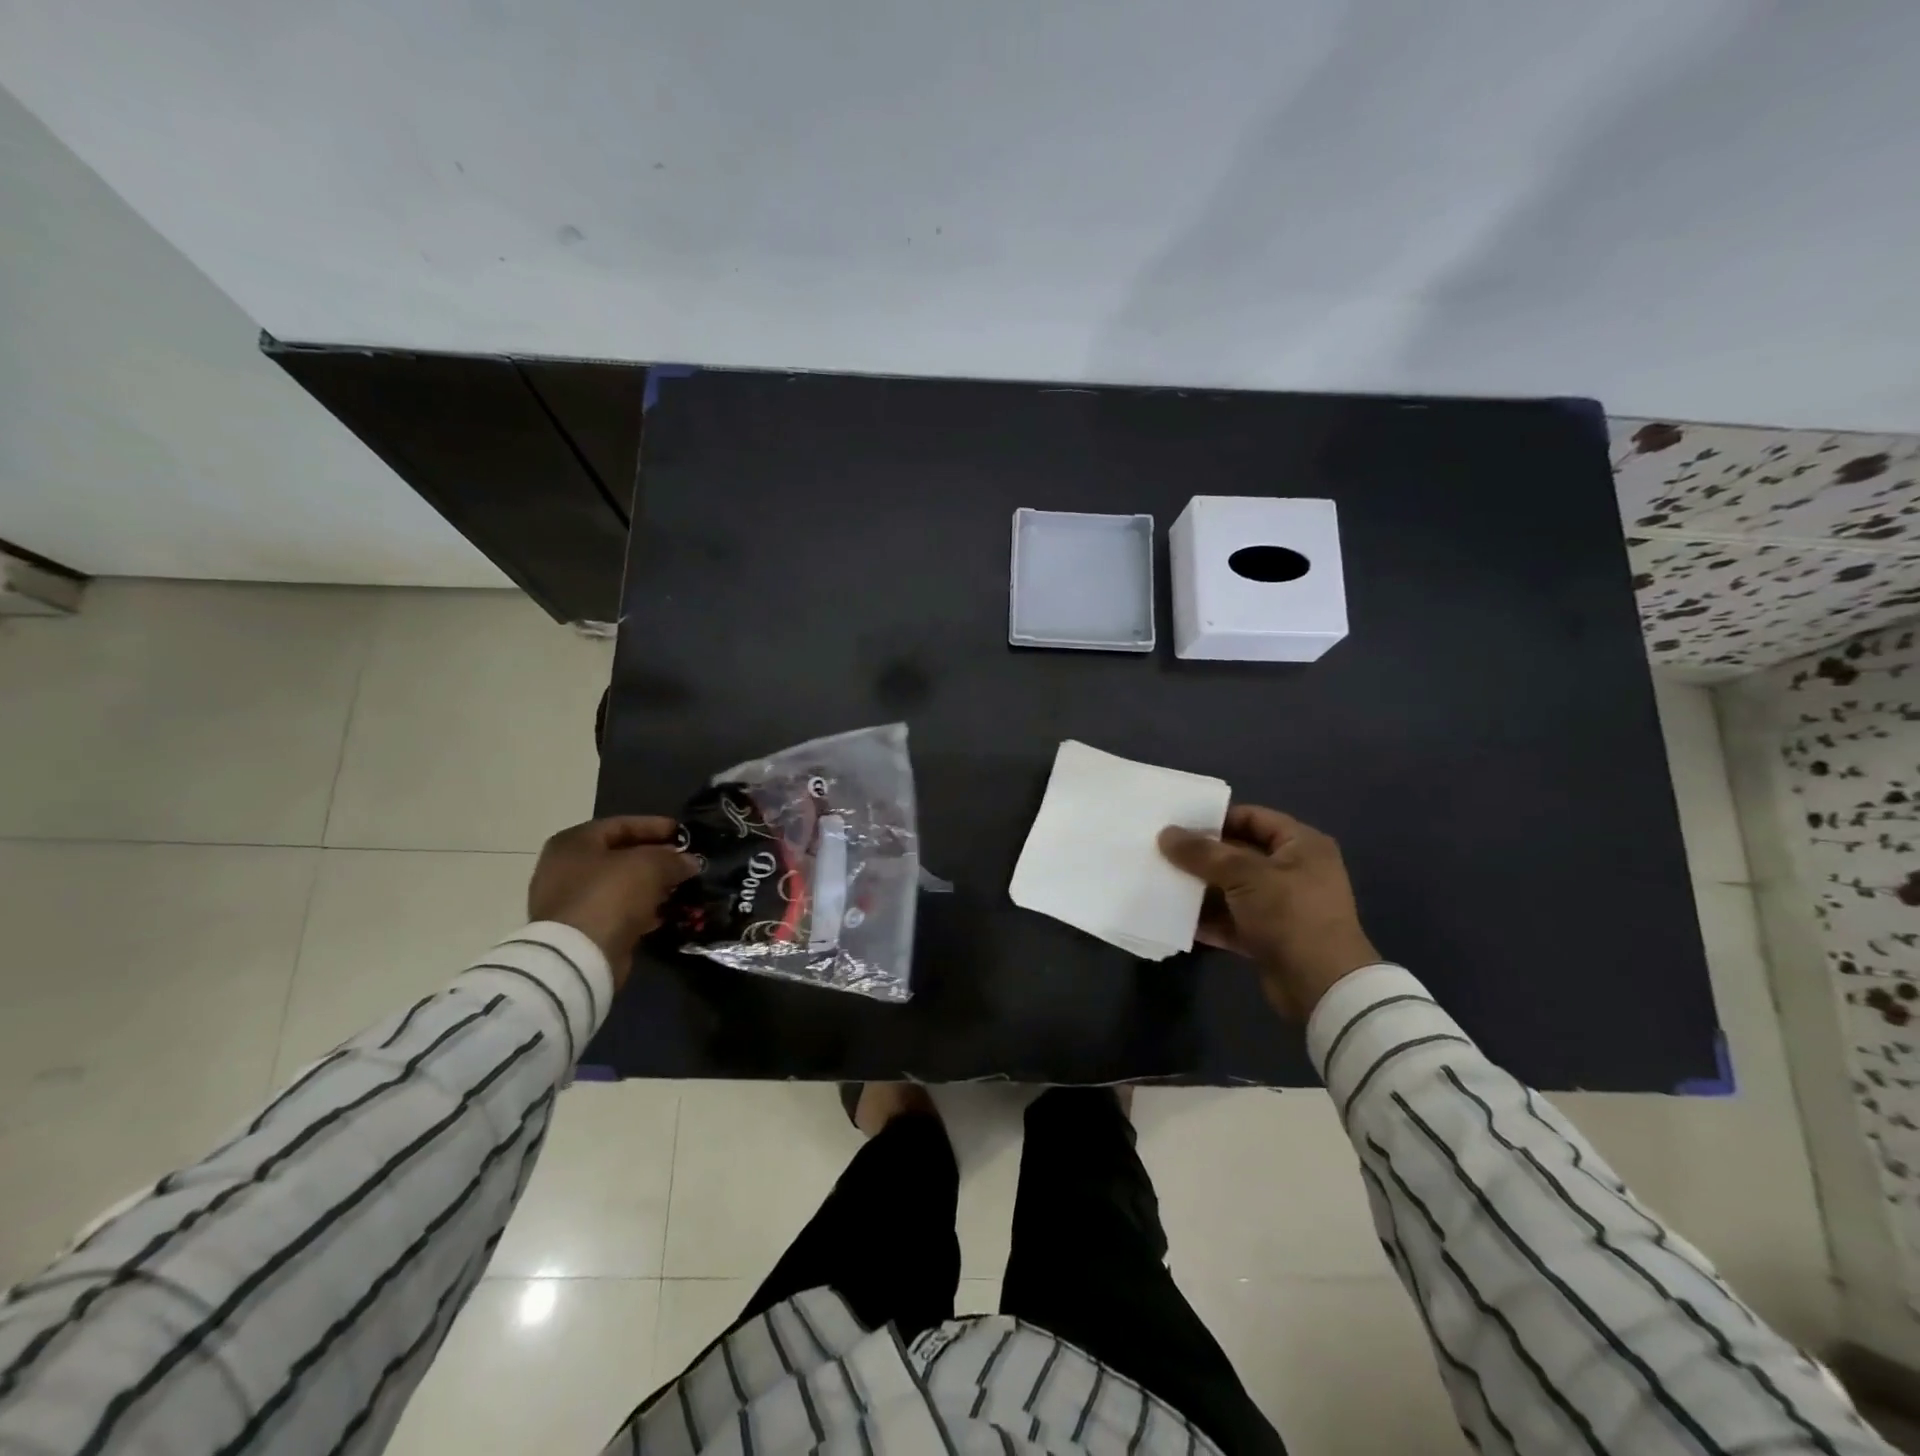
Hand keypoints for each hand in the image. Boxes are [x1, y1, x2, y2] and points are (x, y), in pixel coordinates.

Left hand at [527, 816, 698, 976]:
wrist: (578, 956)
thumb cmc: (609, 895)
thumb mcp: (649, 866)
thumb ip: (673, 859)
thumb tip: (690, 862)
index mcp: (574, 842)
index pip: (622, 824)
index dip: (656, 826)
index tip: (684, 833)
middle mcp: (565, 868)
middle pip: (620, 855)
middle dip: (656, 858)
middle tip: (684, 861)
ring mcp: (570, 900)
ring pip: (620, 885)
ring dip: (650, 885)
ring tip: (680, 887)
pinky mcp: (580, 929)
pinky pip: (616, 910)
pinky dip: (640, 909)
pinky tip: (664, 912)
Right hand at [1158, 806, 1380, 1019]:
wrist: (1322, 987)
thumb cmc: (1290, 915)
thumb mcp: (1244, 875)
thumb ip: (1202, 853)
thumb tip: (1165, 834)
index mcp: (1300, 845)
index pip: (1253, 818)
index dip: (1216, 818)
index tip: (1178, 824)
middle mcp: (1293, 871)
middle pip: (1238, 854)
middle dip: (1201, 856)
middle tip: (1161, 852)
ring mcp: (1280, 906)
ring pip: (1231, 889)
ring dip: (1199, 888)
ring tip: (1160, 881)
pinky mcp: (1267, 937)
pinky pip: (1230, 920)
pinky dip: (1206, 919)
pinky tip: (1173, 917)